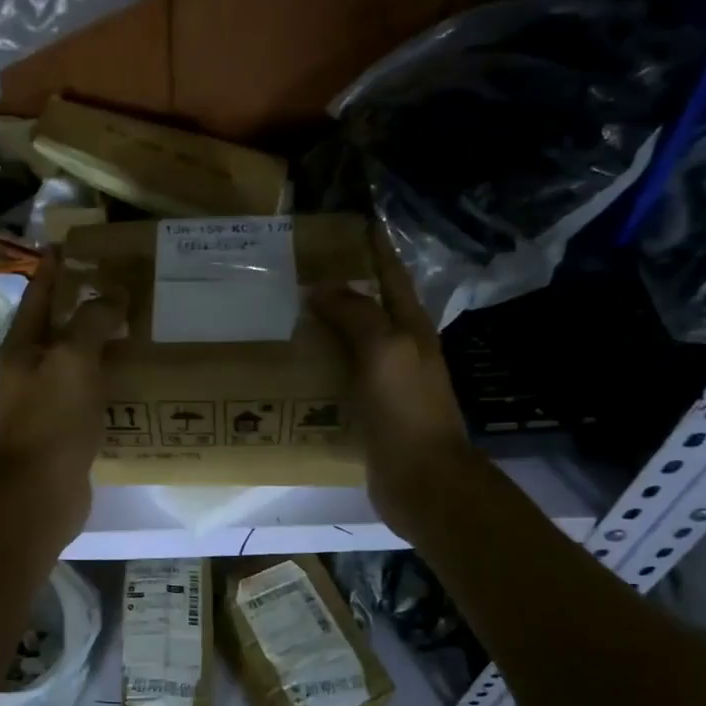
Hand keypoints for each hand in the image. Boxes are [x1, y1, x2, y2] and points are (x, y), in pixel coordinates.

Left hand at [0, 252, 127, 536]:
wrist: (43, 490)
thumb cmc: (52, 418)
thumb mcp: (72, 358)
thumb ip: (92, 320)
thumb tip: (113, 296)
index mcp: (22, 346)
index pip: (39, 294)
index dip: (55, 268)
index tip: (75, 244)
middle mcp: (29, 370)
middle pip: (58, 327)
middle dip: (85, 305)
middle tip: (122, 285)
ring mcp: (46, 401)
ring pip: (76, 361)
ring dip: (101, 344)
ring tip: (136, 326)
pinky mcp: (65, 428)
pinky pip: (89, 392)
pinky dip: (108, 379)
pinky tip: (135, 376)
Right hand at [310, 230, 472, 542]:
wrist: (423, 480)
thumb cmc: (407, 410)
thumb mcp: (385, 350)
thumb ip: (356, 314)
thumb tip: (322, 287)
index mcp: (410, 327)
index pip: (391, 274)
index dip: (373, 247)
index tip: (345, 224)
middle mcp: (400, 349)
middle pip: (369, 306)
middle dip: (339, 286)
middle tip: (295, 271)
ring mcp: (385, 382)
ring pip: (351, 343)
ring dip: (323, 327)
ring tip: (282, 314)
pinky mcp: (369, 411)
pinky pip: (340, 378)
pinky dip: (318, 366)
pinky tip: (291, 367)